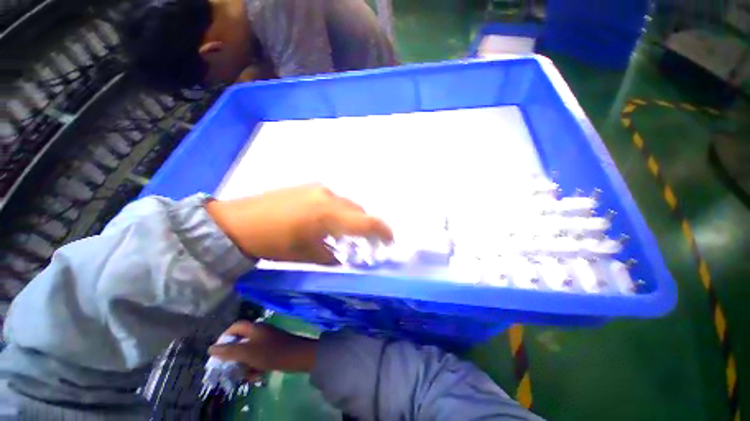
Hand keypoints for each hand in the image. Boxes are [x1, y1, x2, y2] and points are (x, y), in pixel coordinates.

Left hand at [206, 184, 392, 263]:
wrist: (238, 222)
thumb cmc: (273, 244)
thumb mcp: (306, 255)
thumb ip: (331, 255)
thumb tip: (344, 256)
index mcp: (329, 216)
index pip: (366, 222)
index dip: (382, 231)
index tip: (390, 240)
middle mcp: (328, 197)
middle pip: (359, 210)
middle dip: (366, 225)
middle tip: (366, 240)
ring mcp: (318, 188)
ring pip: (346, 203)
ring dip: (352, 217)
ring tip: (346, 232)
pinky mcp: (309, 186)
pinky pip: (333, 199)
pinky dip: (339, 210)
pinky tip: (328, 221)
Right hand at [208, 321, 316, 373]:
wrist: (297, 355)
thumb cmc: (270, 352)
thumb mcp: (246, 352)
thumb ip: (228, 350)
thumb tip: (211, 348)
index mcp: (254, 327)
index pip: (236, 326)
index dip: (224, 336)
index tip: (217, 350)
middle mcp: (261, 331)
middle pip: (241, 340)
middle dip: (234, 355)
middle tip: (228, 367)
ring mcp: (268, 339)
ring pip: (249, 351)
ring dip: (244, 363)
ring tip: (244, 375)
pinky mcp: (274, 348)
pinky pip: (259, 356)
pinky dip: (255, 365)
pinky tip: (256, 375)